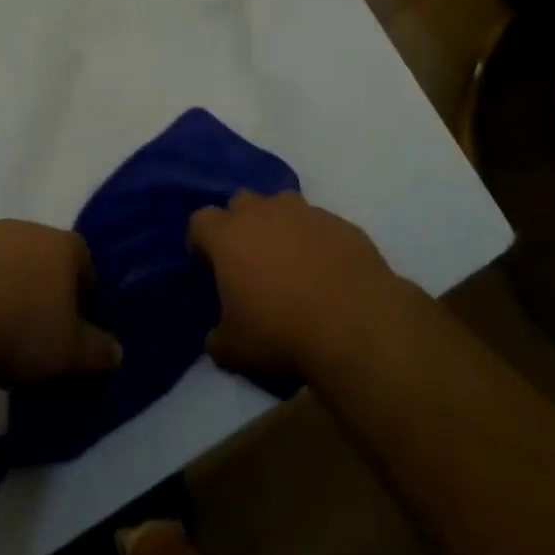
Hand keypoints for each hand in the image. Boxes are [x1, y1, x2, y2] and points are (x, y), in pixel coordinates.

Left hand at [0, 220, 122, 387]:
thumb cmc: (18, 329)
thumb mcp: (66, 353)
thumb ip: (95, 351)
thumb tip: (118, 351)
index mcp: (62, 247)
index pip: (84, 261)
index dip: (83, 290)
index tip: (75, 320)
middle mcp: (27, 228)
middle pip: (43, 253)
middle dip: (42, 282)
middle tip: (35, 323)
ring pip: (5, 255)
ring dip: (5, 280)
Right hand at [188, 191, 404, 384]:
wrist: (354, 324)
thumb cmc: (281, 332)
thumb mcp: (236, 351)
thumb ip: (218, 338)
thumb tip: (217, 337)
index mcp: (228, 235)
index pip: (200, 221)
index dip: (201, 242)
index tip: (209, 265)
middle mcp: (263, 211)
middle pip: (241, 203)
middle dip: (241, 225)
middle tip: (250, 262)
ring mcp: (304, 212)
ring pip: (282, 207)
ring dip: (280, 228)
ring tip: (291, 265)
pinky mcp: (339, 223)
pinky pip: (319, 225)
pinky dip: (316, 242)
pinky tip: (326, 274)